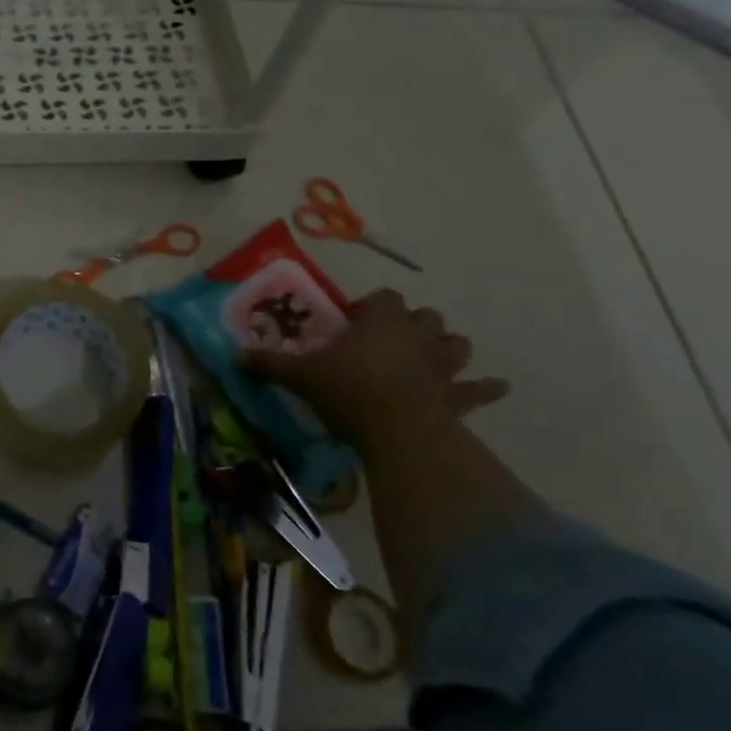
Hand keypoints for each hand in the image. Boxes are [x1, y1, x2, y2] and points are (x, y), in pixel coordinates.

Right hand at [241, 289, 507, 453]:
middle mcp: (416, 335)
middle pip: (426, 316)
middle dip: (413, 324)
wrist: (398, 432)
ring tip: (431, 358)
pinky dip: (486, 388)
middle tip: (389, 342)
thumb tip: (234, 355)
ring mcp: (442, 366)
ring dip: (446, 348)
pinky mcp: (459, 397)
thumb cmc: (349, 392)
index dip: (372, 306)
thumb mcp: (300, 376)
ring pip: (456, 344)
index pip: (384, 297)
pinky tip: (496, 388)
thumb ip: (269, 363)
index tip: (353, 323)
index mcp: (381, 321)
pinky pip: (480, 389)